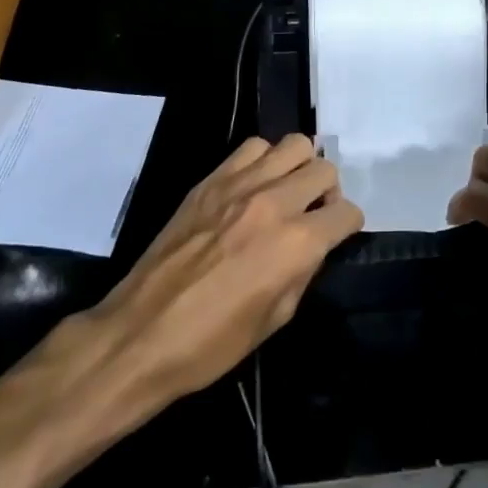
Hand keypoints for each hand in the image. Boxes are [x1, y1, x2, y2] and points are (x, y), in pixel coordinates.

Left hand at [65, 135, 361, 414]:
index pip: (347, 212)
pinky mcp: (211, 180)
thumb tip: (314, 244)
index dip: (347, 226)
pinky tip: (254, 185)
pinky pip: (253, 147)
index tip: (337, 235)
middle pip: (325, 169)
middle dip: (328, 192)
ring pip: (294, 145)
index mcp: (297, 244)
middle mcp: (275, 203)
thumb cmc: (212, 343)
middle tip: (312, 213)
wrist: (140, 335)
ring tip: (285, 191)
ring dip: (299, 167)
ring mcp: (240, 185)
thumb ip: (304, 270)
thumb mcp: (277, 318)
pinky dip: (264, 161)